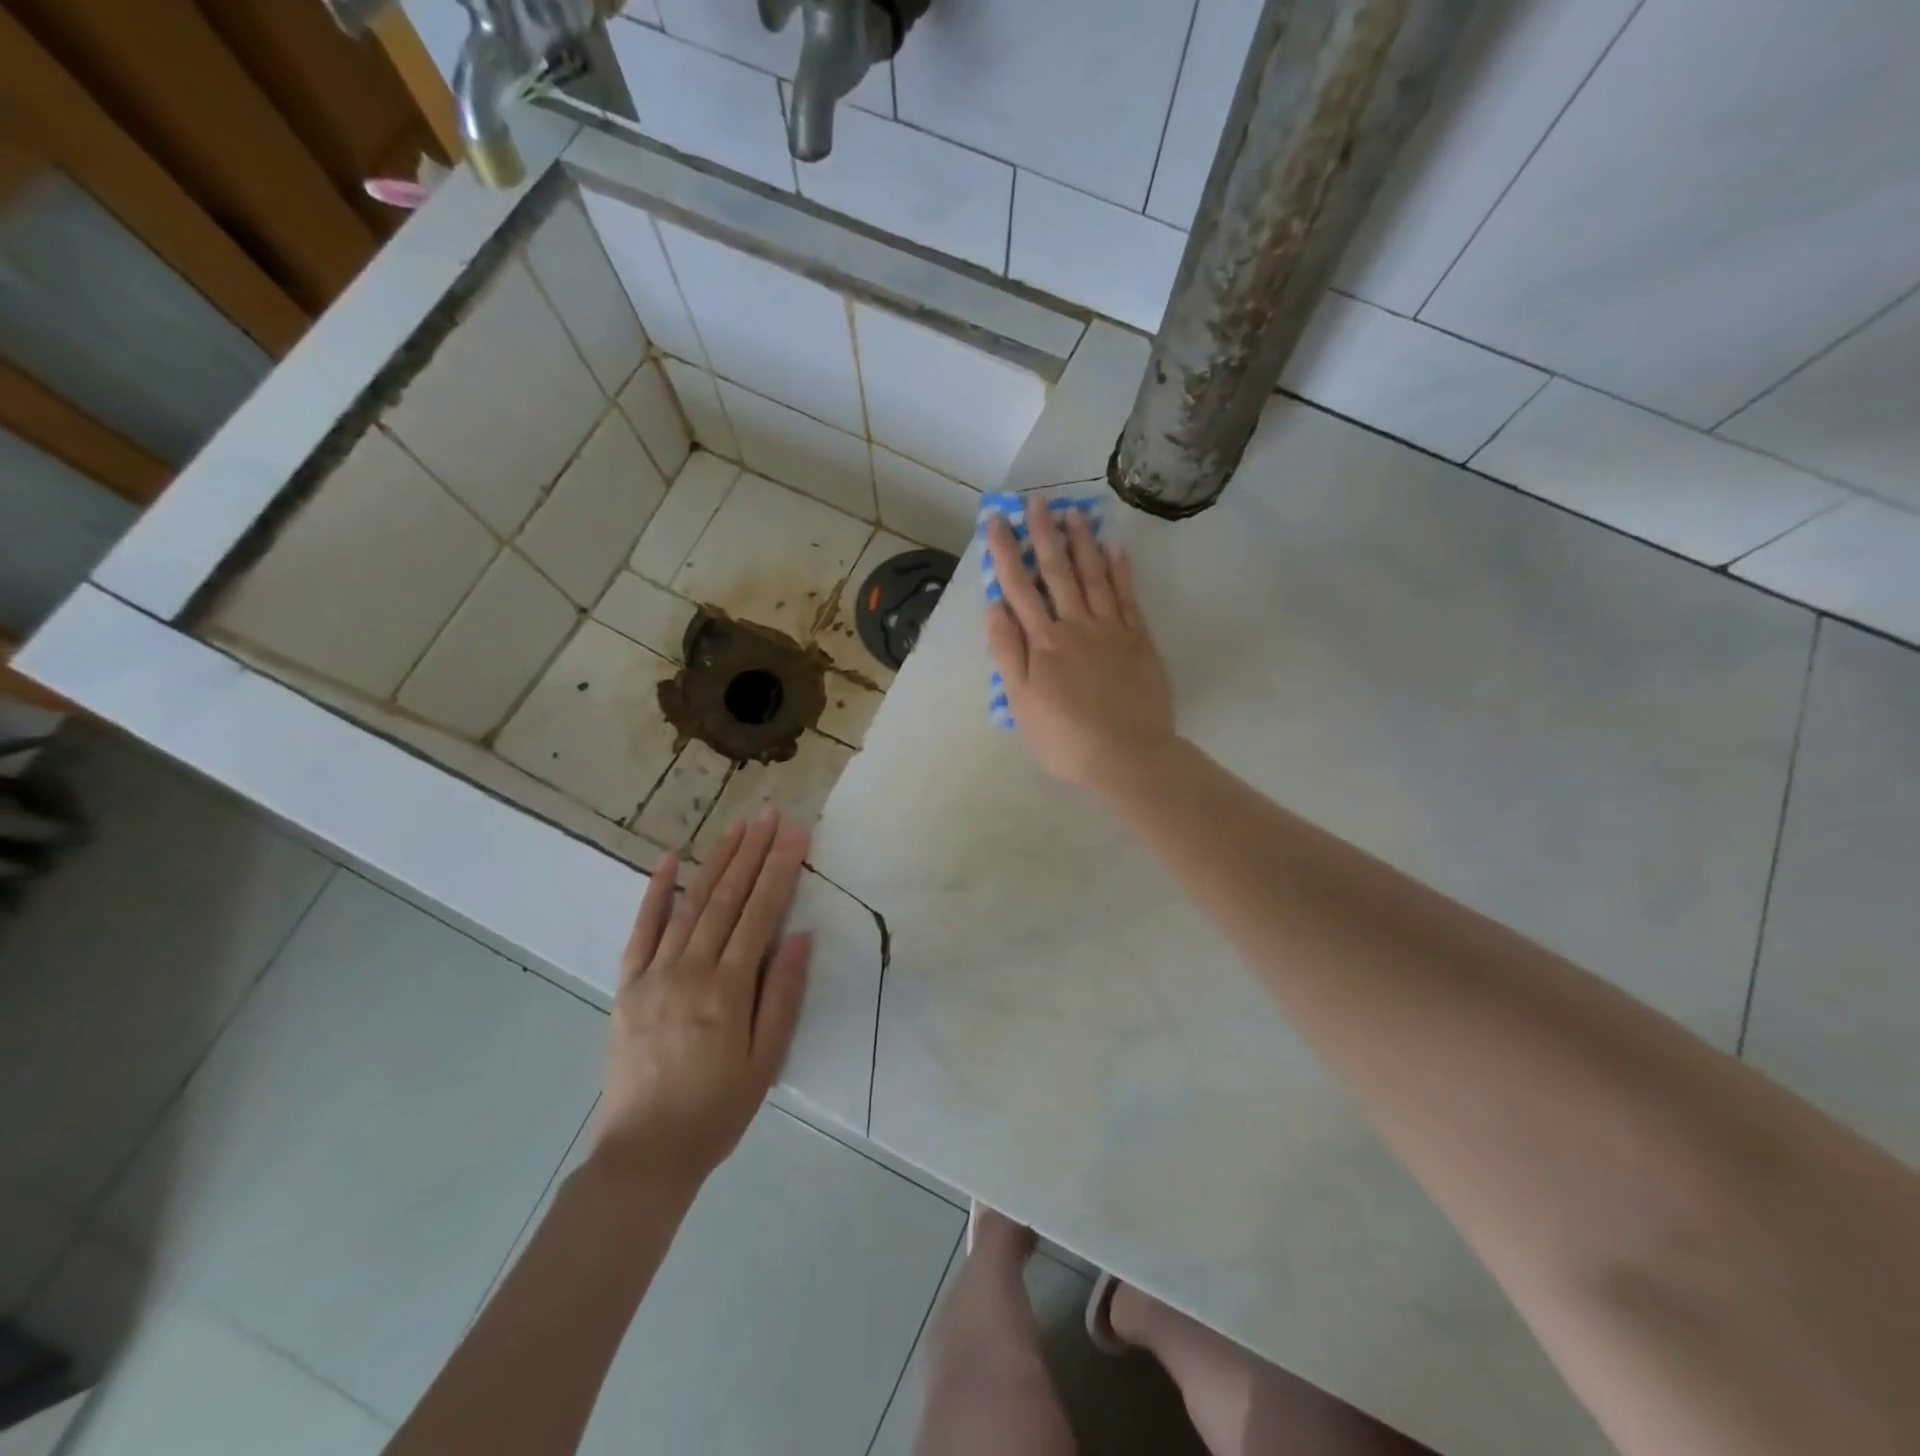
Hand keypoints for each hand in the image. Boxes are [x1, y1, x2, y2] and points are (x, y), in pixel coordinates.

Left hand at [593, 811, 811, 1195]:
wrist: (645, 1154)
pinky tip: (671, 859)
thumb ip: (783, 995)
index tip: (795, 832)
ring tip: (736, 826)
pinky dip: (656, 892)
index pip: (761, 912)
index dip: (780, 868)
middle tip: (769, 814)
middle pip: (727, 898)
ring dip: (716, 861)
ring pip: (691, 904)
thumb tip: (800, 936)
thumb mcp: (766, 1060)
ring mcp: (654, 974)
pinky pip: (641, 930)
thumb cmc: (717, 1110)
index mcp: (728, 988)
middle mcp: (690, 969)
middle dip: (752, 851)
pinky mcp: (628, 985)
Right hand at [985, 506, 1175, 791]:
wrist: (1128, 756)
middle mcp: (1076, 625)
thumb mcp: (1022, 703)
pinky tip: (1116, 547)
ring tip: (1073, 512)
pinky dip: (1121, 569)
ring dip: (1082, 542)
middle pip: (1057, 572)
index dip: (1007, 552)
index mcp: (1043, 642)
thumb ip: (1008, 653)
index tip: (997, 521)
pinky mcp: (1139, 640)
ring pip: (1094, 576)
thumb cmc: (1066, 738)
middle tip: (1037, 501)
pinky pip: (1128, 596)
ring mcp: (1111, 629)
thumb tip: (994, 607)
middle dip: (1044, 535)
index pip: (1019, 588)